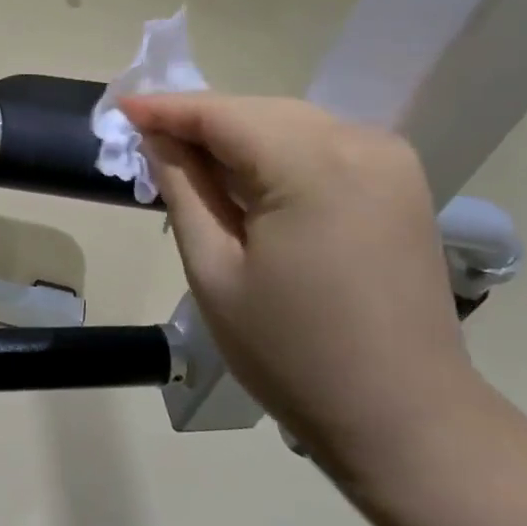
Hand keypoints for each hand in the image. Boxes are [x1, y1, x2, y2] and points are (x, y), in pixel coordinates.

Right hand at [123, 94, 481, 483]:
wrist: (404, 418)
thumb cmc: (293, 353)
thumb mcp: (216, 272)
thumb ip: (183, 190)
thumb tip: (157, 138)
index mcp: (313, 165)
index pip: (224, 114)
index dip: (168, 108)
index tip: (122, 107)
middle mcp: (360, 142)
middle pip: (260, 112)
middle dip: (202, 121)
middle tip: (148, 138)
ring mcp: (390, 160)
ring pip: (292, 124)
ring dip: (238, 136)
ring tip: (189, 161)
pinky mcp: (402, 182)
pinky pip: (323, 145)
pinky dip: (278, 152)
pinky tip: (249, 178)